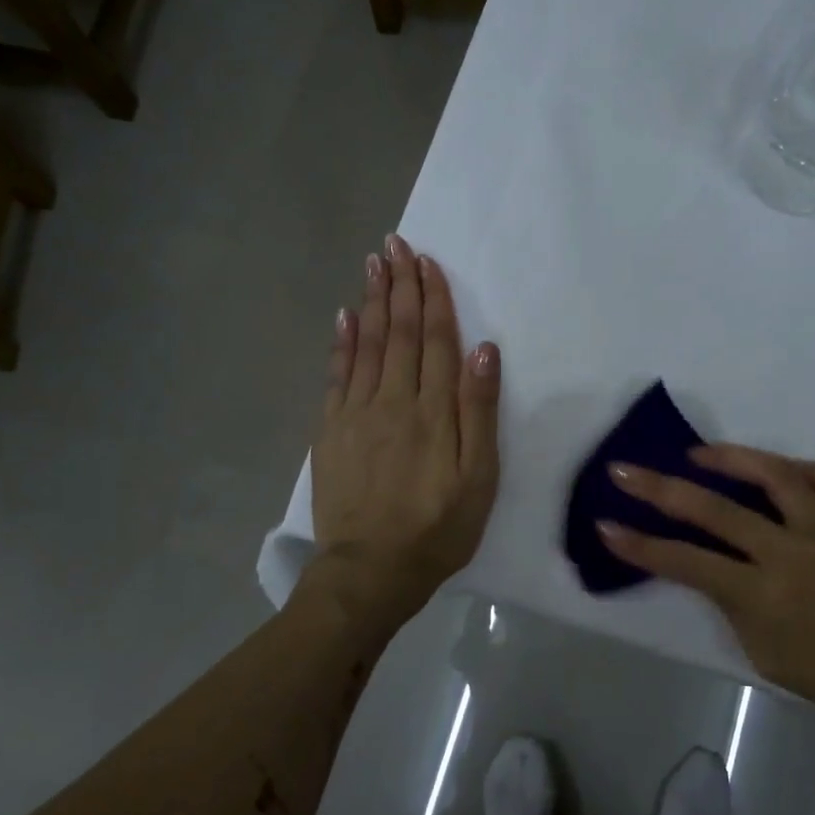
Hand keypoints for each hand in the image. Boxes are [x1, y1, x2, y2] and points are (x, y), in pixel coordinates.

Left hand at [312, 235, 500, 617]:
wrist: (371, 570)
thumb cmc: (438, 527)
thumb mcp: (478, 477)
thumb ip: (479, 410)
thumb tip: (483, 349)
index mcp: (433, 410)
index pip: (433, 339)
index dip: (432, 298)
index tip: (427, 262)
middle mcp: (392, 400)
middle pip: (397, 332)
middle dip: (399, 285)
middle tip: (396, 244)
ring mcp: (355, 413)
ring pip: (365, 345)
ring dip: (370, 301)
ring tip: (372, 264)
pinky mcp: (330, 431)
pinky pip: (336, 375)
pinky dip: (341, 342)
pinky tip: (344, 317)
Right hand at [600, 446, 814, 742]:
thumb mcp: (767, 656)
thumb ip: (733, 606)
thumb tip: (710, 566)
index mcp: (764, 596)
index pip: (687, 562)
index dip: (641, 545)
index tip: (606, 525)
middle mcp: (790, 553)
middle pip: (715, 510)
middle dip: (661, 489)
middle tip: (625, 470)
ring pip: (774, 475)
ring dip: (729, 457)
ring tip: (697, 453)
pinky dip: (793, 468)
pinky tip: (772, 468)